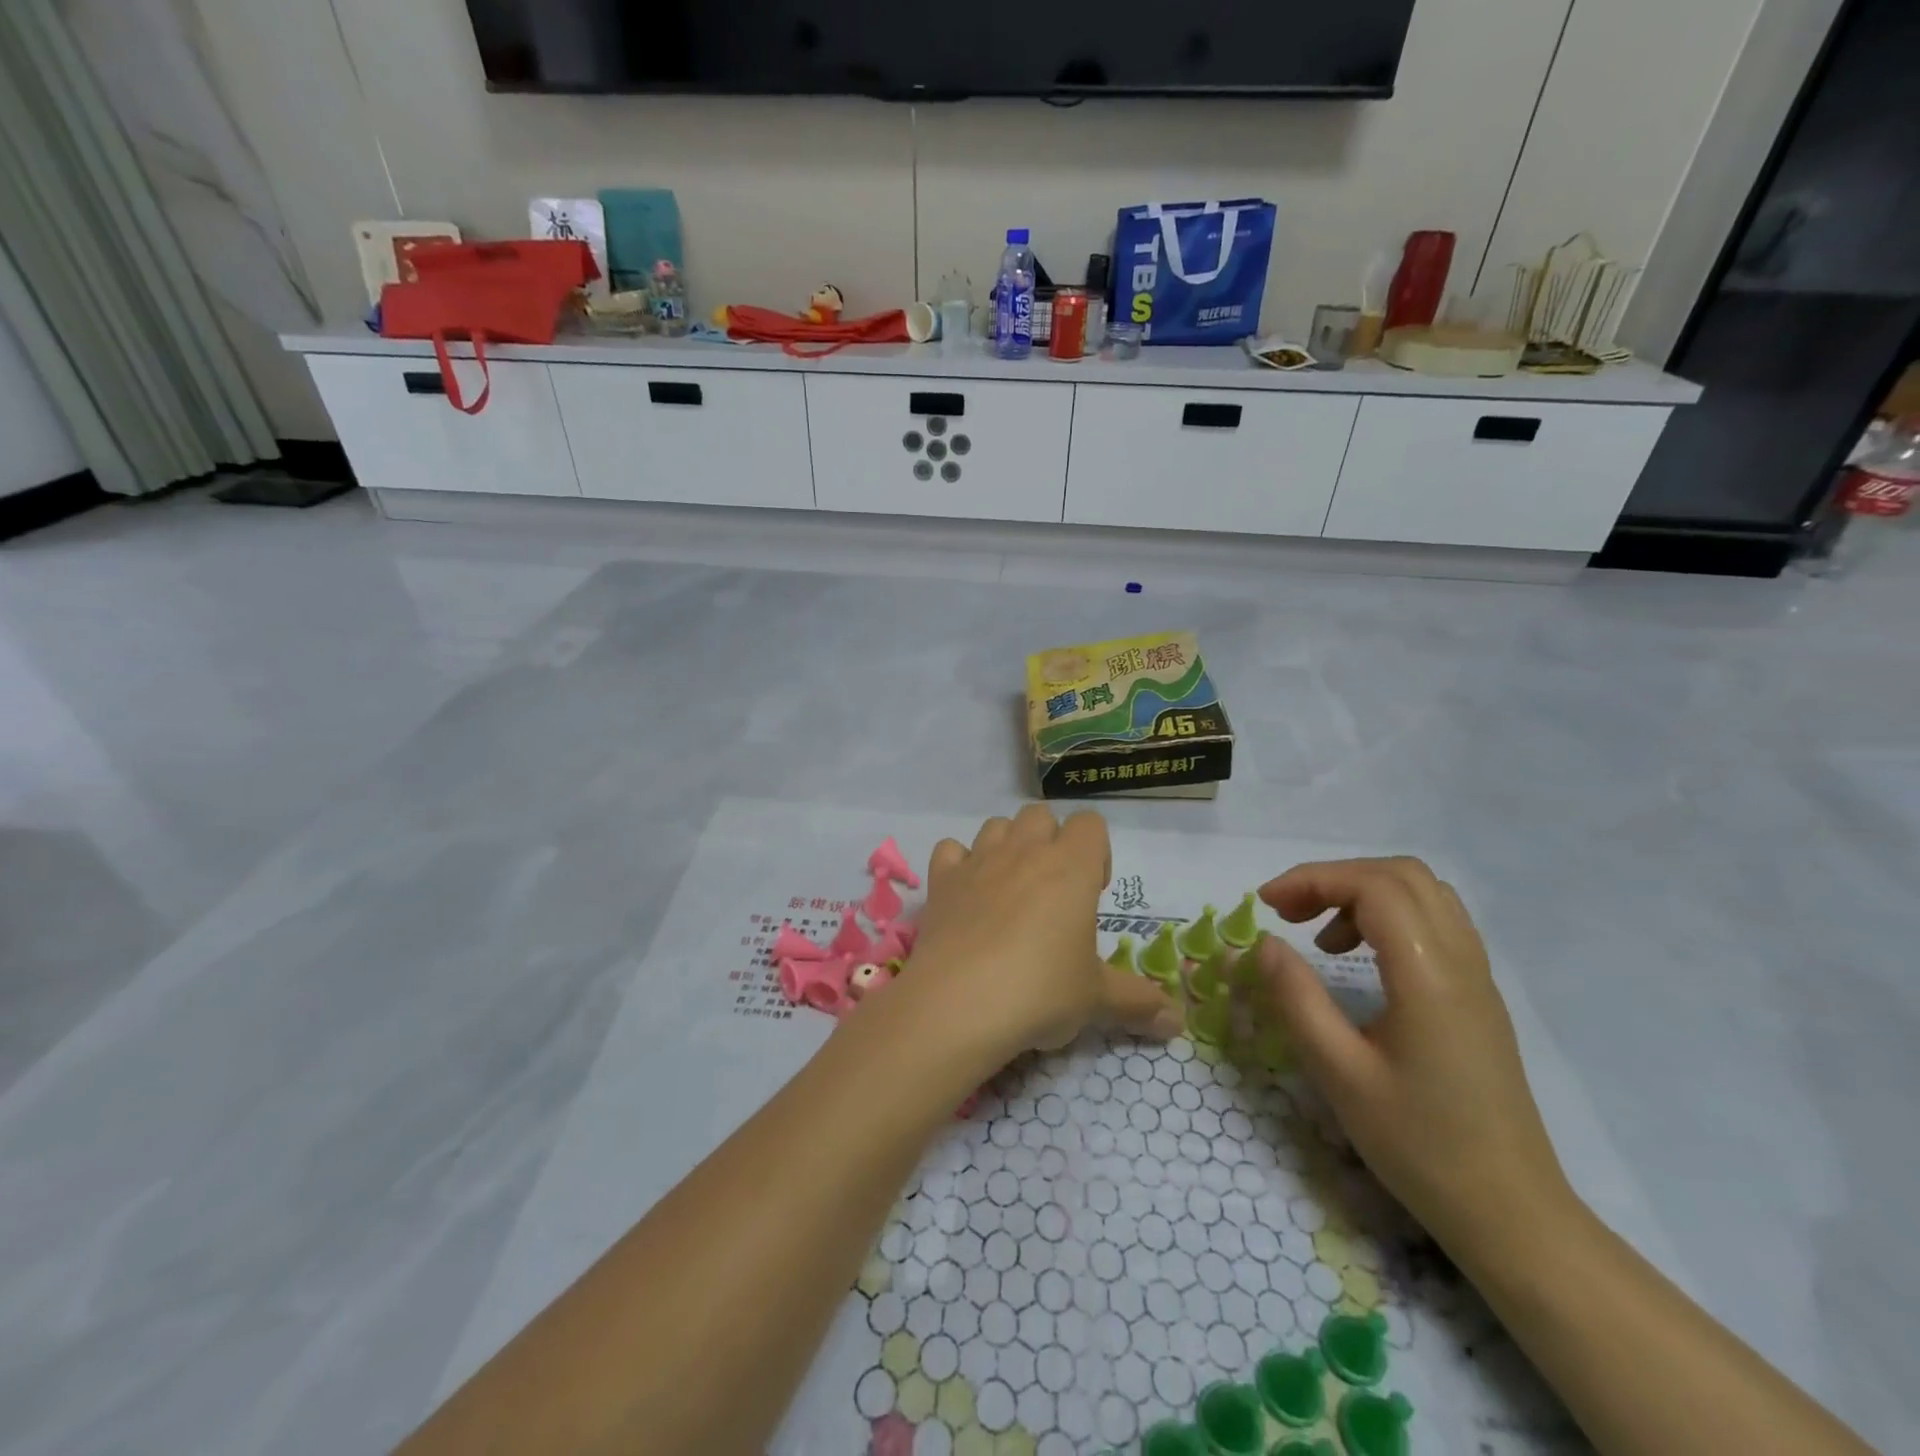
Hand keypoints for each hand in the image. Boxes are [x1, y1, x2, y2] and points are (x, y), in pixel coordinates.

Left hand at [898, 806, 1183, 1069]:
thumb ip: (1137, 1002)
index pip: (1090, 823)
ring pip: (996, 825)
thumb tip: (1178, 1023)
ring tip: (1010, 891)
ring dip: (1007, 846)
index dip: (1096, 851)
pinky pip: (950, 849)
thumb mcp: (1096, 1000)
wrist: (959, 1003)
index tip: (1091, 893)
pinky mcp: (942, 880)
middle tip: (1053, 892)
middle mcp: (1024, 851)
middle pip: (1040, 815)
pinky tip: (966, 894)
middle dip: (1050, 841)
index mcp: (1071, 867)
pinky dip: (959, 863)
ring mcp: (979, 861)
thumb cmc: (1041, 991)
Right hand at [1247, 857, 1576, 1254]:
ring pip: (1423, 893)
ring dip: (1363, 893)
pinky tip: (1359, 959)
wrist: (1512, 1214)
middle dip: (1335, 878)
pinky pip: (1436, 923)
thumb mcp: (1339, 1073)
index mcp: (1429, 976)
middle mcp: (1462, 961)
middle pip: (1401, 875)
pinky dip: (1388, 917)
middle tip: (1288, 912)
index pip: (1373, 886)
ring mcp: (1478, 977)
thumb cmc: (1419, 1145)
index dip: (1313, 879)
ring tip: (1319, 936)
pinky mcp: (1478, 996)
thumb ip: (1296, 998)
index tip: (1266, 905)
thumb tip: (1262, 942)